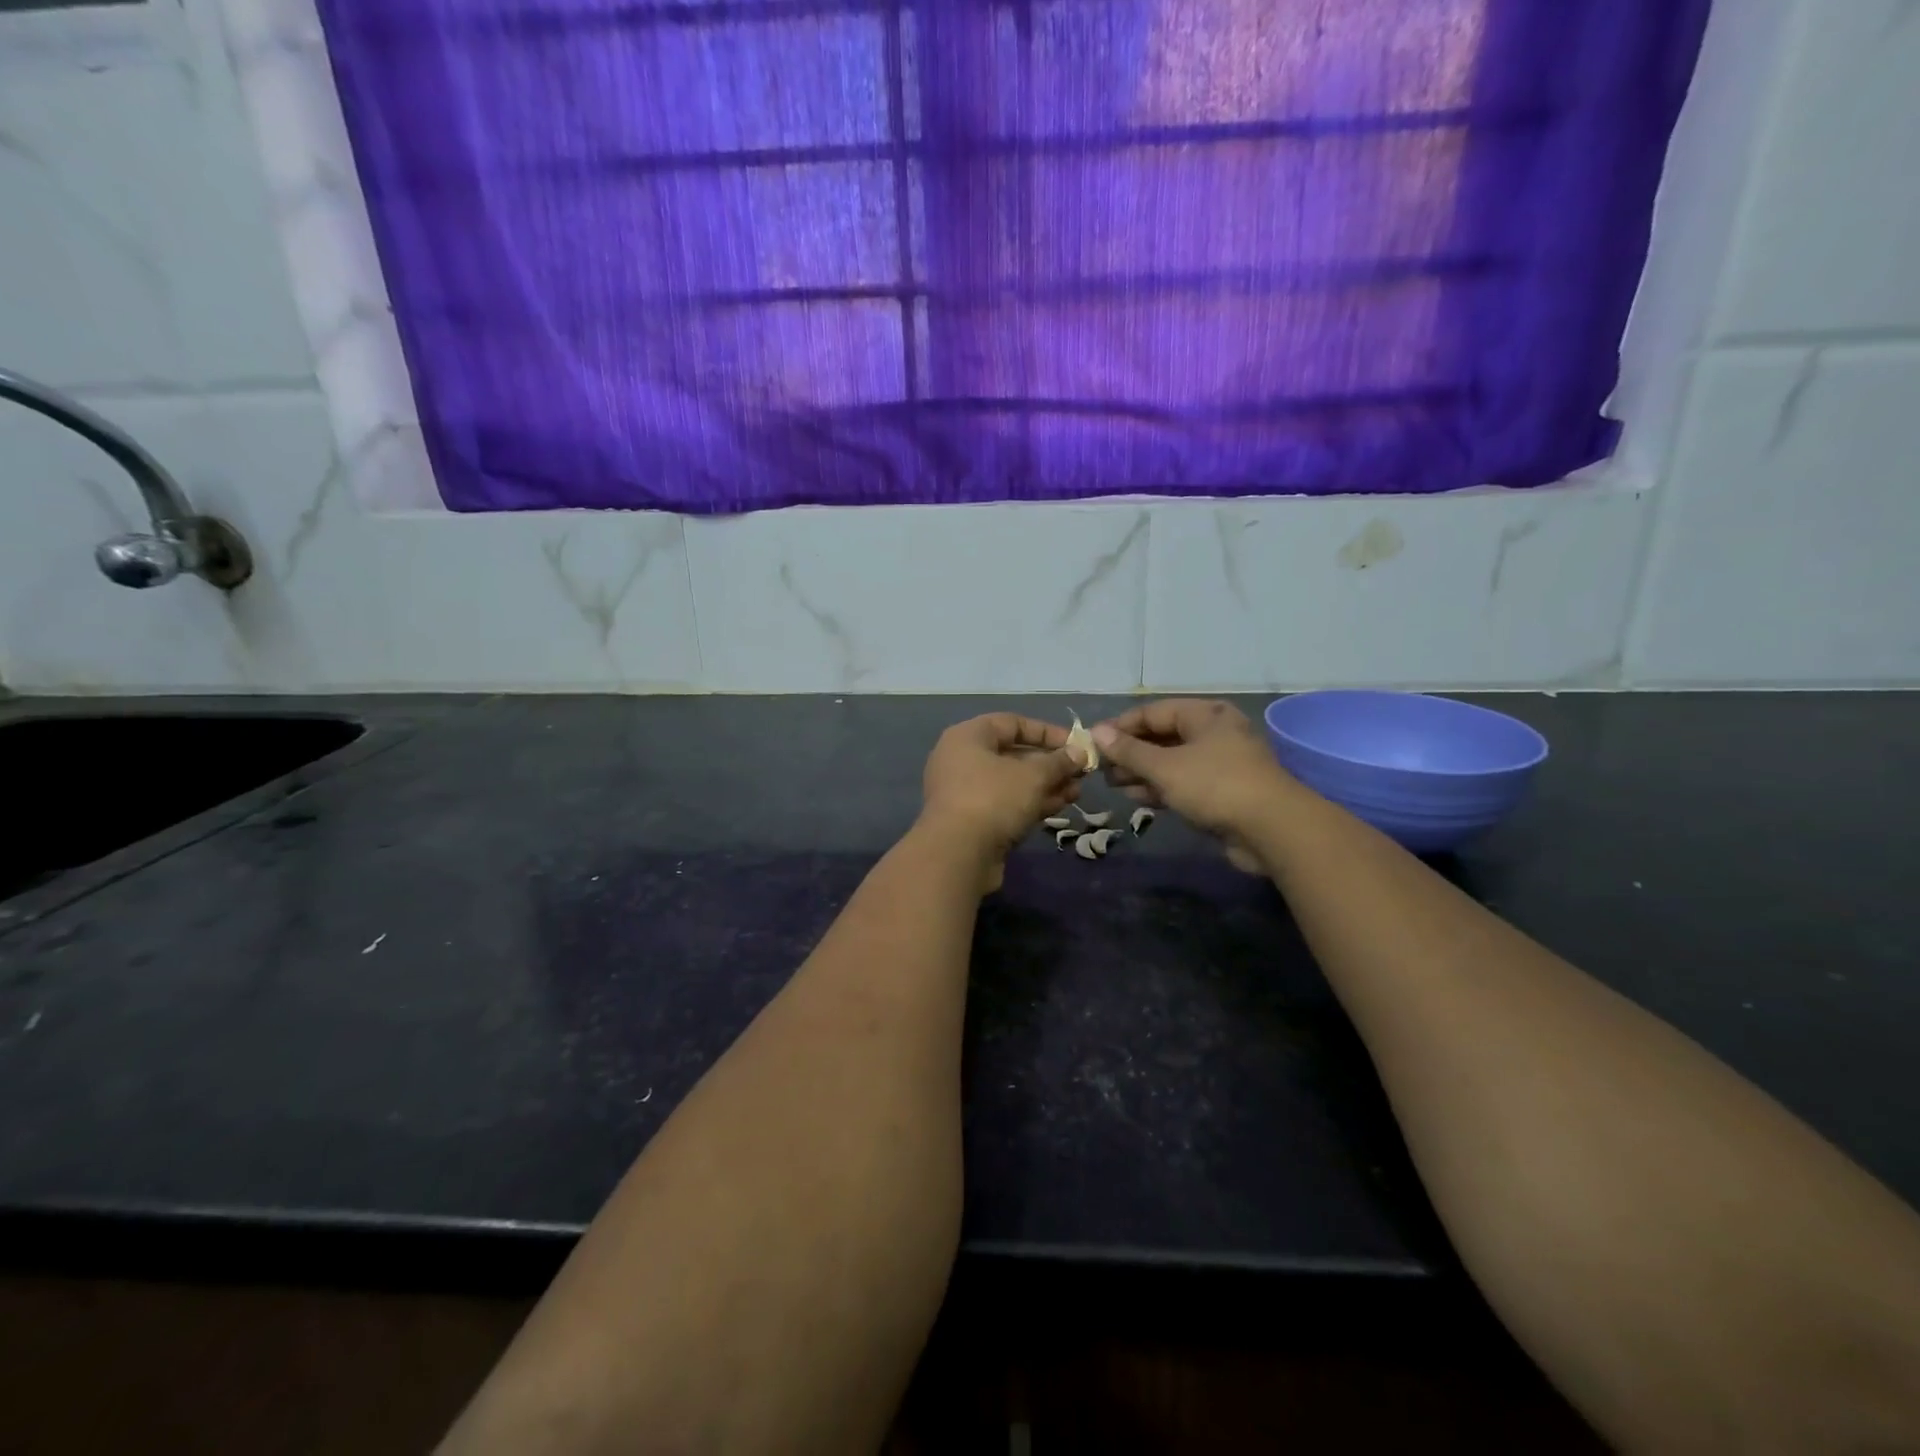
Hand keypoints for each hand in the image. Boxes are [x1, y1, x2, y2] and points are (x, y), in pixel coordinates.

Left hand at [919, 713, 1085, 889]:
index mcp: (968, 737)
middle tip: (1080, 772)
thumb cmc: (993, 799)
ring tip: (1077, 792)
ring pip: (1012, 782)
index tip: (1076, 744)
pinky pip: (1006, 803)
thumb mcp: (1033, 776)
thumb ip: (1058, 762)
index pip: (1012, 723)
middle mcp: (962, 760)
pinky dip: (1031, 803)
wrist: (958, 855)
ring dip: (1045, 785)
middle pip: (1013, 754)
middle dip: (1050, 763)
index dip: (1047, 731)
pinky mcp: (972, 821)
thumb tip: (1080, 753)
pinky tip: (1061, 806)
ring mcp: (965, 792)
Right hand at [1093, 700, 1294, 872]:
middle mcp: (1214, 732)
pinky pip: (1183, 782)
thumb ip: (1129, 750)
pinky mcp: (1223, 791)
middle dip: (1130, 752)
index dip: (1120, 726)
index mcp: (1205, 715)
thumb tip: (1096, 732)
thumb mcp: (1165, 766)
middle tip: (1100, 768)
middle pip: (1162, 736)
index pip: (1153, 712)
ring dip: (1141, 772)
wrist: (1272, 829)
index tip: (1093, 743)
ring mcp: (1220, 763)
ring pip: (1172, 761)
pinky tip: (1136, 798)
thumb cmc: (1215, 785)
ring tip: (1112, 784)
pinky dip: (1160, 787)